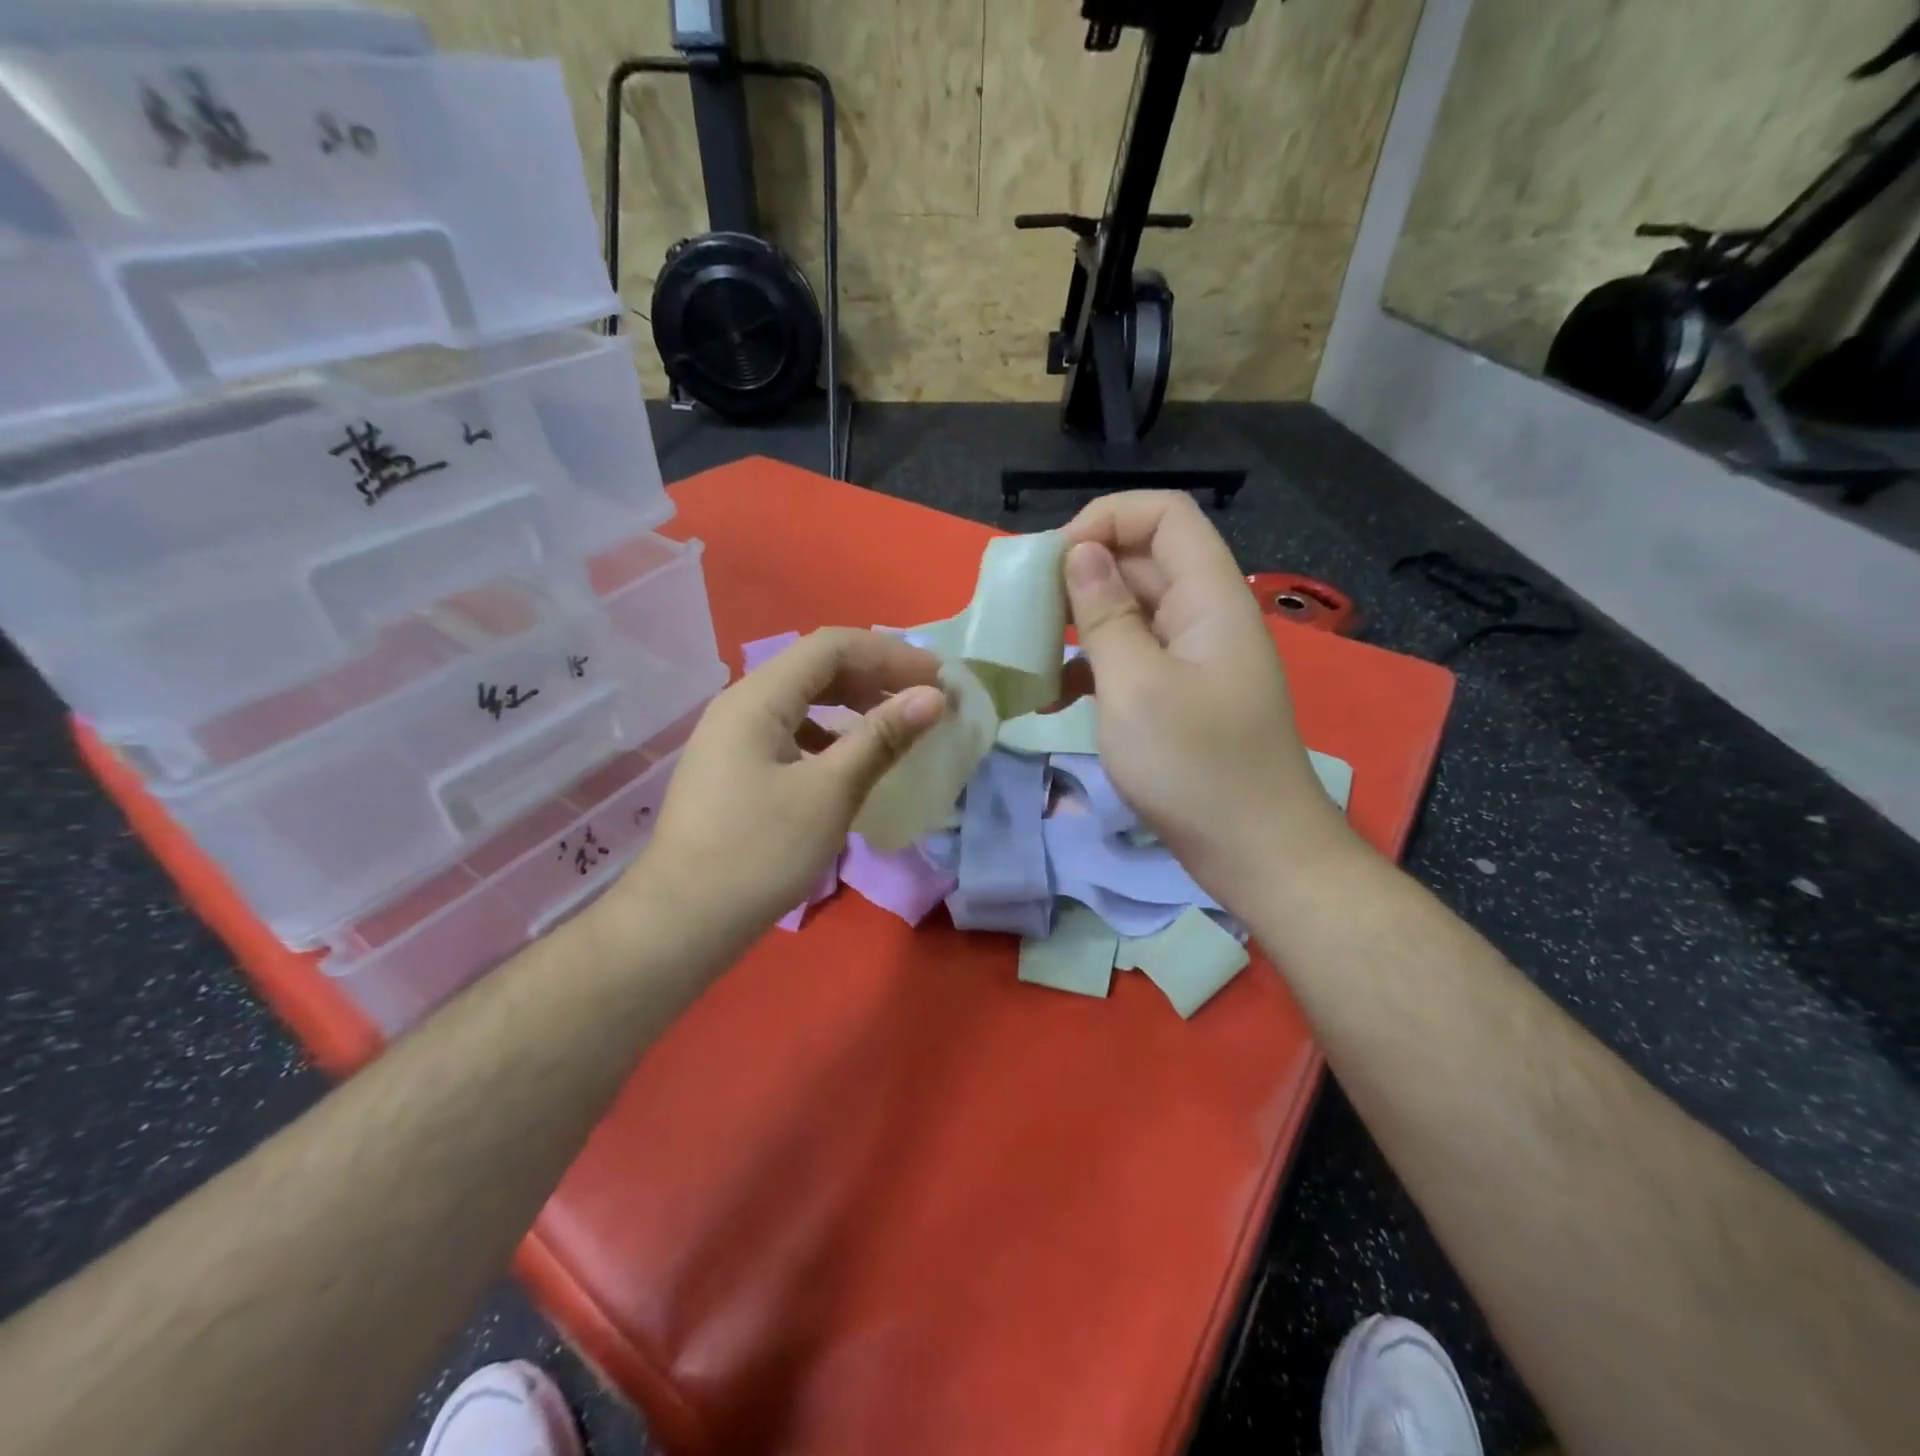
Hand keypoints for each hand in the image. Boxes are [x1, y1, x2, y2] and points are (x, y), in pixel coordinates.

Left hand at [625, 629, 945, 957]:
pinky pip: (791, 731)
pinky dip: (831, 734)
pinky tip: (851, 760)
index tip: (939, 679)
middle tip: (926, 699)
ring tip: (897, 724)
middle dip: (876, 675)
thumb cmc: (760, 852)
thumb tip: (933, 697)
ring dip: (854, 703)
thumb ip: (881, 738)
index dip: (890, 655)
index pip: (832, 646)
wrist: (682, 921)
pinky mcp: (735, 768)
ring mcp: (734, 737)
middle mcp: (741, 705)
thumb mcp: (830, 792)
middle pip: (816, 667)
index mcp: (758, 698)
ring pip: (804, 700)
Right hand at [1060, 492, 1357, 904]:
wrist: (1254, 852)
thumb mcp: (1136, 686)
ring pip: (1131, 612)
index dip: (1107, 519)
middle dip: (1082, 573)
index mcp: (1209, 597)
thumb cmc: (1194, 766)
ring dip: (1080, 624)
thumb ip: (1106, 613)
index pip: (1165, 515)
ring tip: (1030, 652)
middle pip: (1143, 561)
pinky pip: (1132, 658)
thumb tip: (1081, 553)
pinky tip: (1052, 697)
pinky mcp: (1179, 697)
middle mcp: (1204, 616)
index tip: (1054, 562)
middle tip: (1026, 610)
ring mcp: (1193, 659)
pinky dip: (1092, 667)